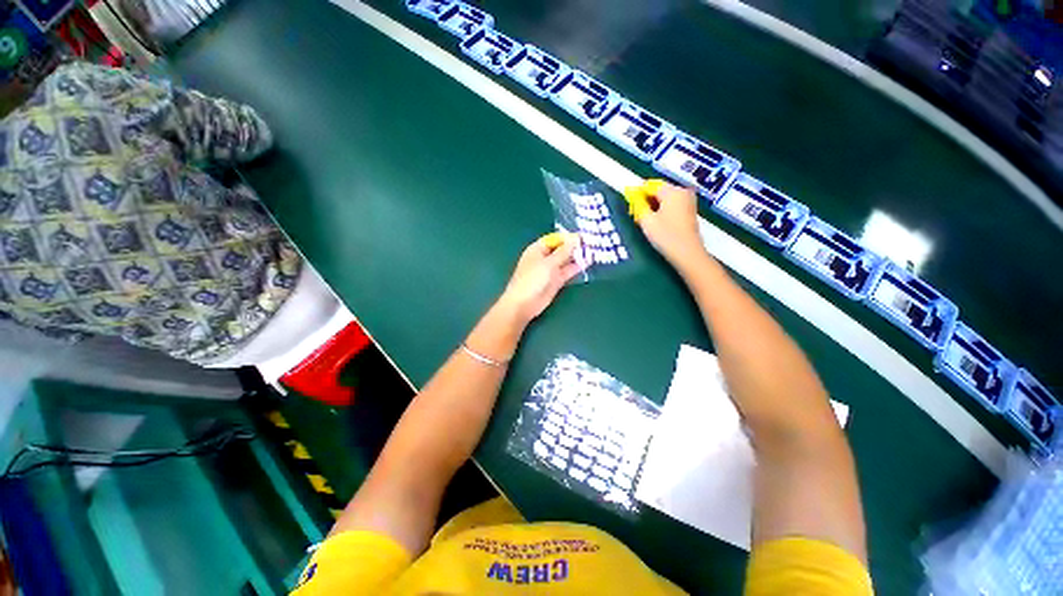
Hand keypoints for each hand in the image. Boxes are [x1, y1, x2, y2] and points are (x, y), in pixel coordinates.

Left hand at [498, 232, 585, 322]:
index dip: (568, 237)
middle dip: (574, 247)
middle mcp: (544, 258)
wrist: (524, 304)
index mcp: (537, 249)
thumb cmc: (532, 280)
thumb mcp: (549, 263)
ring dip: (577, 257)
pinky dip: (576, 268)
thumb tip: (575, 238)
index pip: (555, 239)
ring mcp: (550, 270)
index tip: (583, 237)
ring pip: (565, 261)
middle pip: (561, 249)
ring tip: (593, 252)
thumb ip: (563, 251)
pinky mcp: (556, 281)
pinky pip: (567, 272)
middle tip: (591, 244)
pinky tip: (587, 264)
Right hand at [625, 180, 707, 268]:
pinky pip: (671, 205)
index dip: (637, 193)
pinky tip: (654, 222)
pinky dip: (661, 211)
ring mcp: (688, 201)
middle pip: (658, 191)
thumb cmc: (666, 236)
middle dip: (645, 200)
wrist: (687, 254)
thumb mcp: (646, 220)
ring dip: (652, 206)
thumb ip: (638, 205)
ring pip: (664, 199)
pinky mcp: (689, 211)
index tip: (628, 204)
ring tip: (642, 219)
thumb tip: (632, 195)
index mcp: (673, 191)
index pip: (650, 185)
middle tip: (634, 213)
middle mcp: (682, 192)